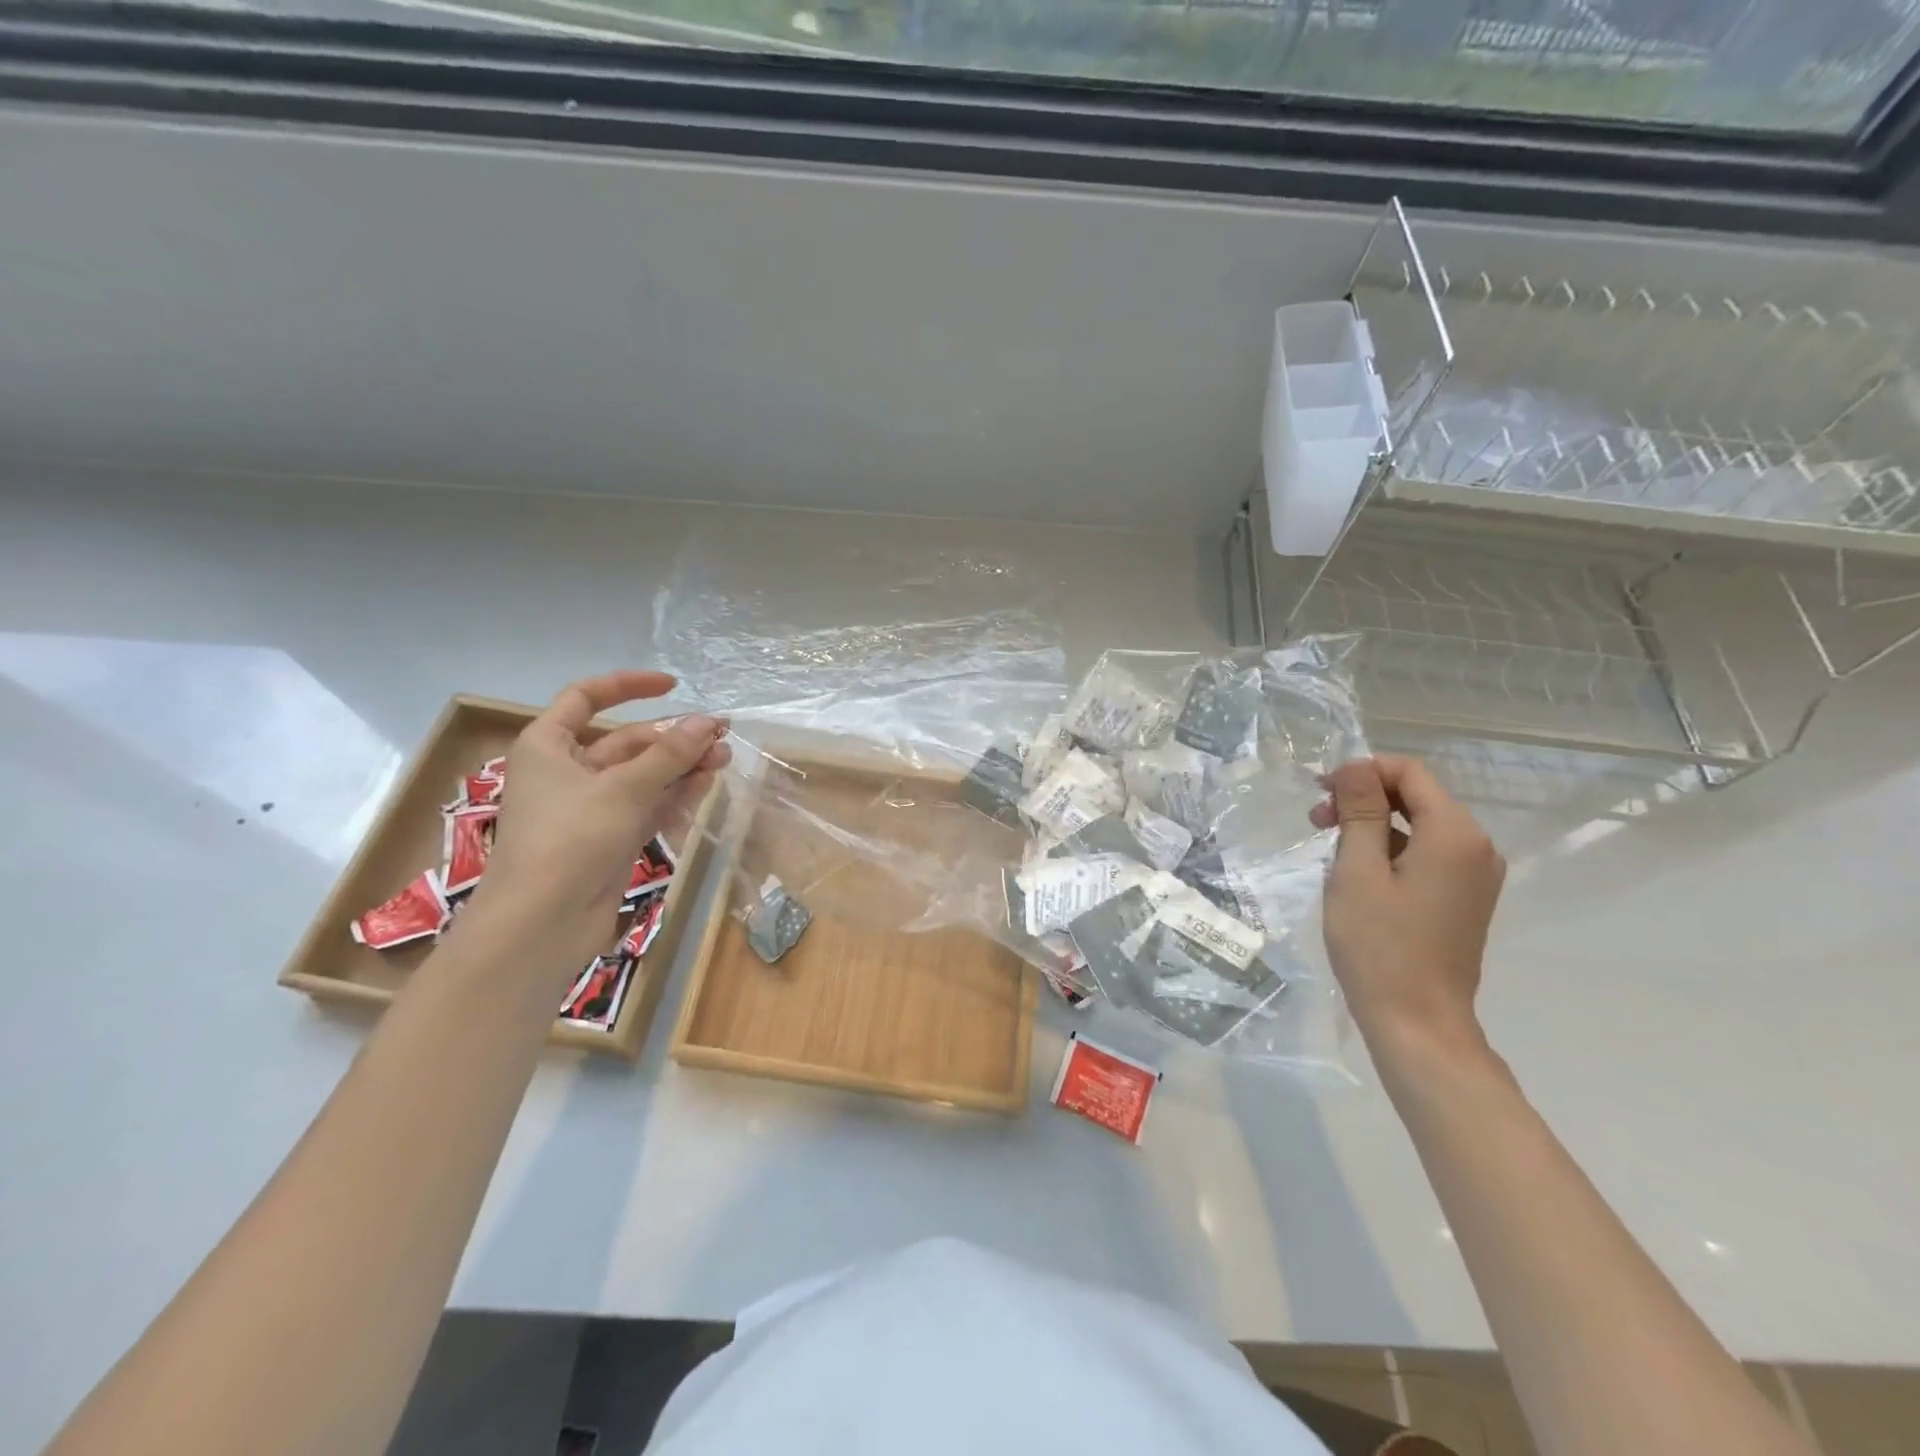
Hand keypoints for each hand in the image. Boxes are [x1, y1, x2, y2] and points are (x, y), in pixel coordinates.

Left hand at [475, 671, 730, 927]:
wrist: (541, 925)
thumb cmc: (569, 840)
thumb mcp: (623, 789)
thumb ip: (670, 754)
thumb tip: (710, 721)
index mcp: (548, 746)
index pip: (586, 698)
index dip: (628, 685)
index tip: (673, 685)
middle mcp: (567, 772)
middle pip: (626, 741)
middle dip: (673, 737)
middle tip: (720, 734)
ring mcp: (591, 807)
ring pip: (643, 775)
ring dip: (681, 765)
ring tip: (724, 758)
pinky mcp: (611, 837)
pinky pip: (647, 805)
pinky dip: (674, 794)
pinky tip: (706, 784)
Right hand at [1309, 755, 1504, 1060]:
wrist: (1417, 1022)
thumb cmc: (1379, 944)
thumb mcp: (1357, 870)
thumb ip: (1360, 811)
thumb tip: (1355, 766)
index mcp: (1455, 834)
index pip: (1410, 773)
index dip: (1362, 772)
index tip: (1320, 792)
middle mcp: (1477, 847)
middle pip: (1417, 796)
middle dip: (1364, 798)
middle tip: (1317, 822)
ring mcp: (1474, 875)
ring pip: (1420, 825)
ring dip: (1373, 825)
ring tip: (1331, 850)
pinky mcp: (1464, 898)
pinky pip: (1427, 853)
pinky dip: (1390, 850)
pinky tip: (1357, 873)